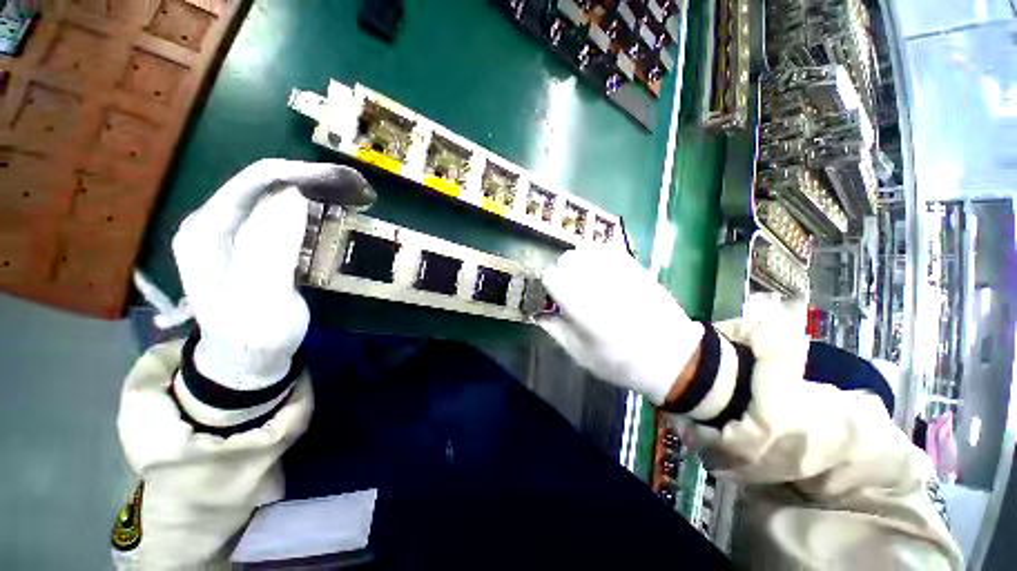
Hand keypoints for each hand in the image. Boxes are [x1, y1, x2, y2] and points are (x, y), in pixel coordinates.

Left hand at [172, 159, 374, 389]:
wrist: (247, 363)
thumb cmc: (254, 336)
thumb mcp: (261, 298)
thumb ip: (270, 246)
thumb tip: (294, 194)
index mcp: (207, 229)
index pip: (256, 181)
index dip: (302, 174)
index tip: (346, 181)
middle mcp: (216, 222)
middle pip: (267, 184)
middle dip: (313, 180)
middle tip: (356, 189)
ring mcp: (234, 232)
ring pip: (278, 197)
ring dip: (316, 193)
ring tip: (352, 198)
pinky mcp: (254, 243)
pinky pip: (284, 216)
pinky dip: (313, 211)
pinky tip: (334, 215)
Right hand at [537, 247, 703, 404]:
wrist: (673, 357)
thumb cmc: (622, 363)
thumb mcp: (581, 354)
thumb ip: (555, 330)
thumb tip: (538, 313)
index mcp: (585, 309)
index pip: (553, 277)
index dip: (547, 285)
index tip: (552, 297)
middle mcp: (601, 285)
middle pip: (567, 259)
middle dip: (561, 272)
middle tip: (567, 288)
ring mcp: (620, 272)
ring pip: (585, 250)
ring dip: (577, 263)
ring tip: (583, 280)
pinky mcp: (634, 267)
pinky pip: (605, 250)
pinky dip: (594, 256)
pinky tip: (599, 272)